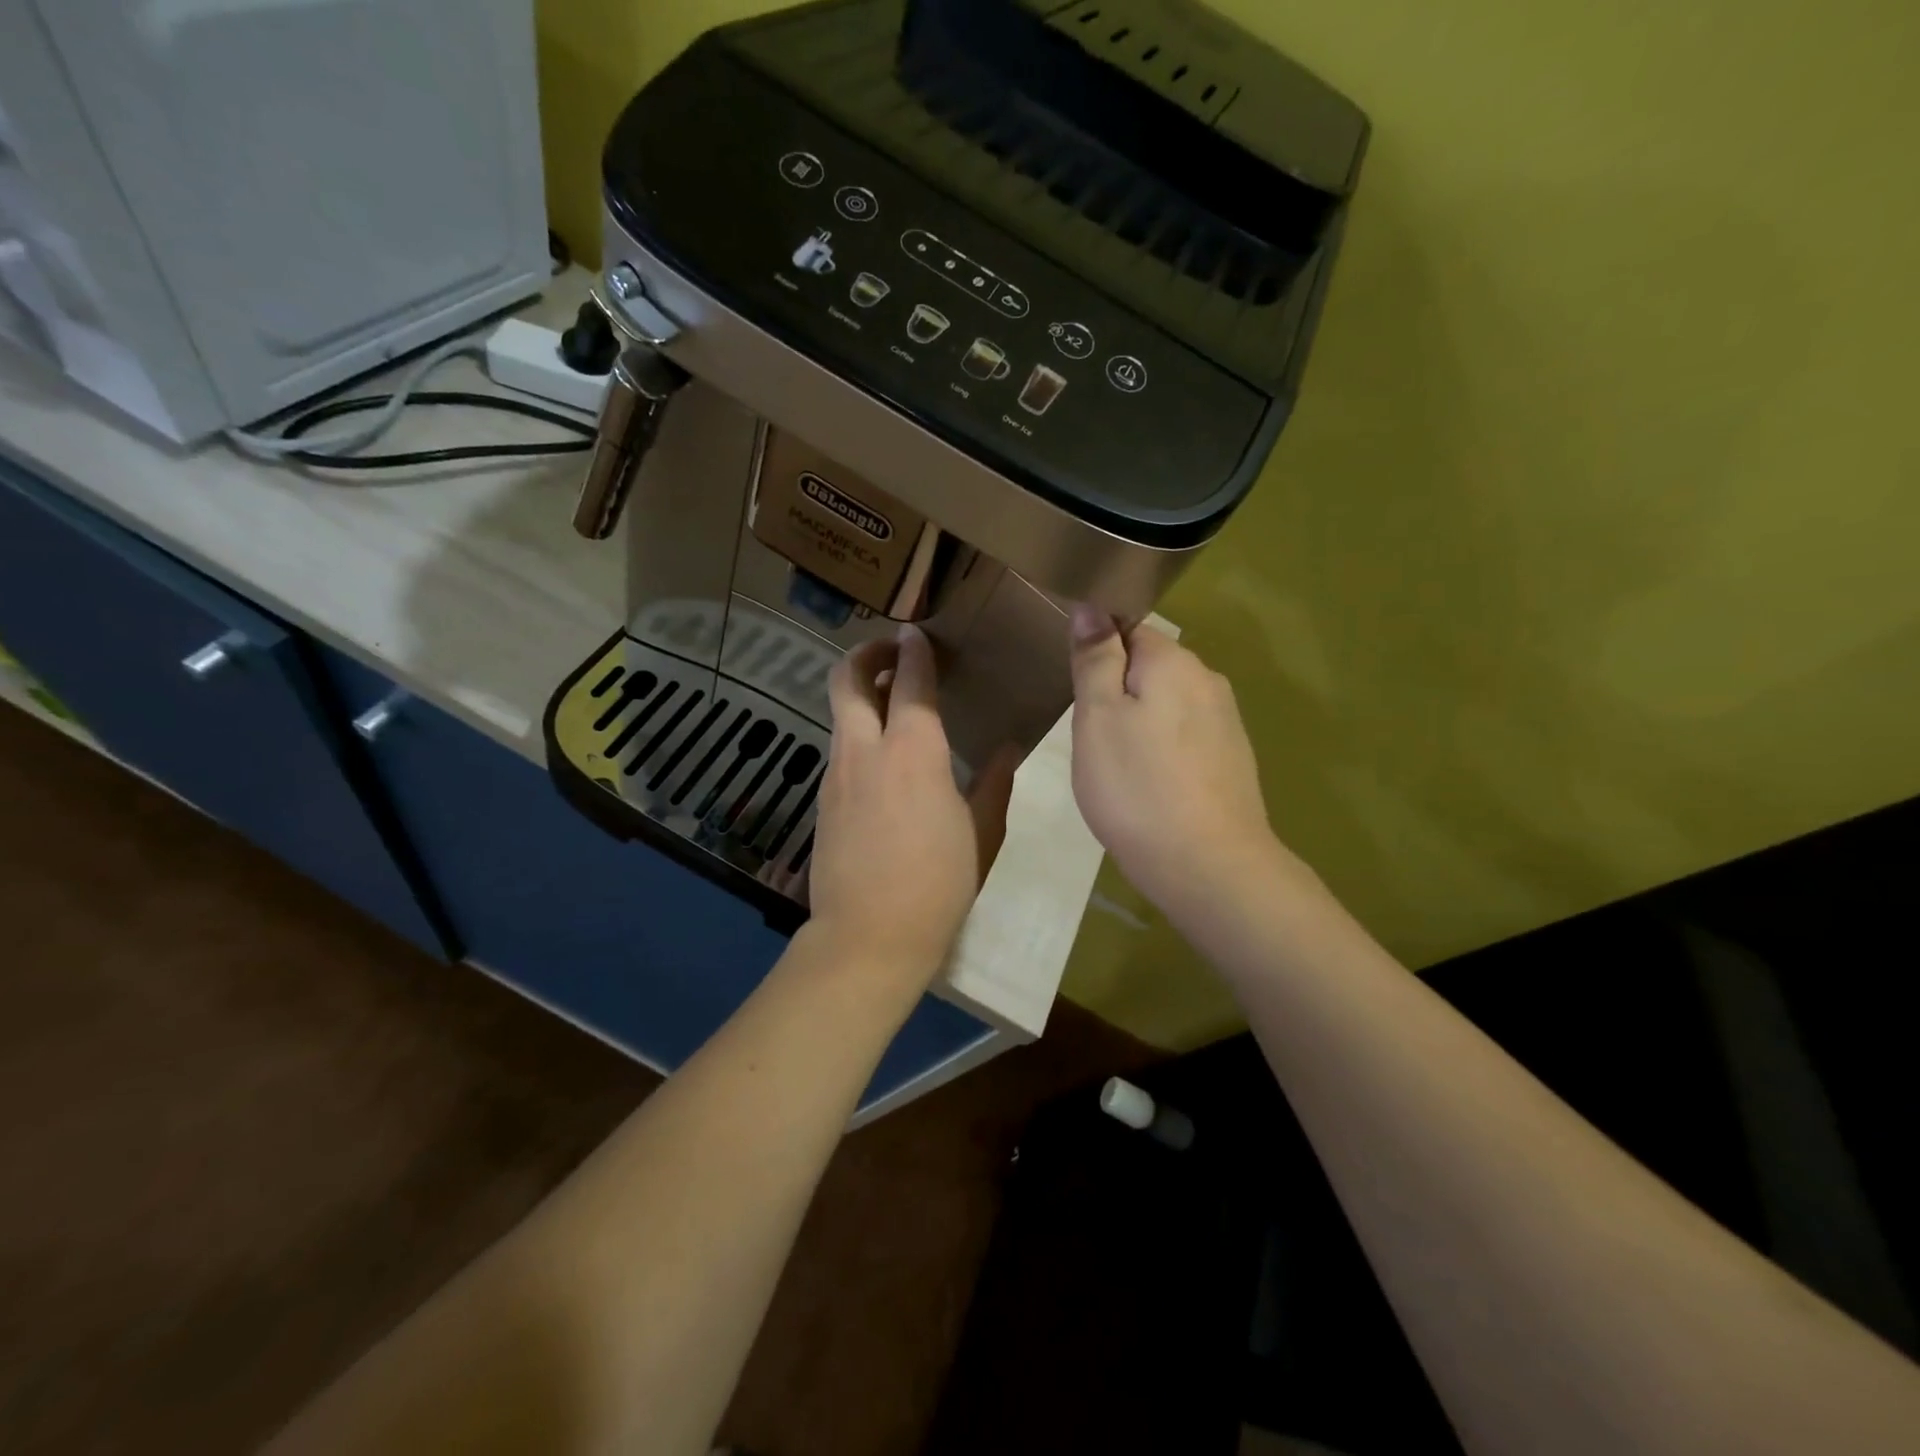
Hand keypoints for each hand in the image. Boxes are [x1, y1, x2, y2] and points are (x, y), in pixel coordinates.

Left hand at [809, 625, 1018, 982]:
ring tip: (892, 703)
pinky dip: (858, 733)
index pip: (909, 681)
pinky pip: (840, 748)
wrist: (869, 937)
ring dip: (861, 694)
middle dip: (866, 653)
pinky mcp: (824, 800)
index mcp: (914, 751)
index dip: (914, 650)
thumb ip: (993, 784)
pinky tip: (884, 760)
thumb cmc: (938, 884)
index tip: (918, 633)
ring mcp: (837, 774)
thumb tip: (1008, 749)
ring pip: (839, 713)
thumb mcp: (980, 833)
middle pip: (846, 679)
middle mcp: (866, 750)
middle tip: (892, 652)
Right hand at [1067, 606, 1287, 918]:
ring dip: (1139, 722)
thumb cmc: (1137, 787)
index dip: (1097, 653)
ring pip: (1167, 704)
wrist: (1207, 865)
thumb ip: (1095, 658)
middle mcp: (1207, 680)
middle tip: (1090, 736)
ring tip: (1116, 765)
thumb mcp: (1097, 717)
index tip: (1076, 692)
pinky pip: (1185, 735)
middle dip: (1117, 690)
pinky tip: (1150, 783)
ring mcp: (1226, 721)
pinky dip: (1162, 749)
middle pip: (1149, 667)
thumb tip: (1092, 606)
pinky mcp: (1232, 757)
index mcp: (1173, 661)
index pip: (1127, 628)